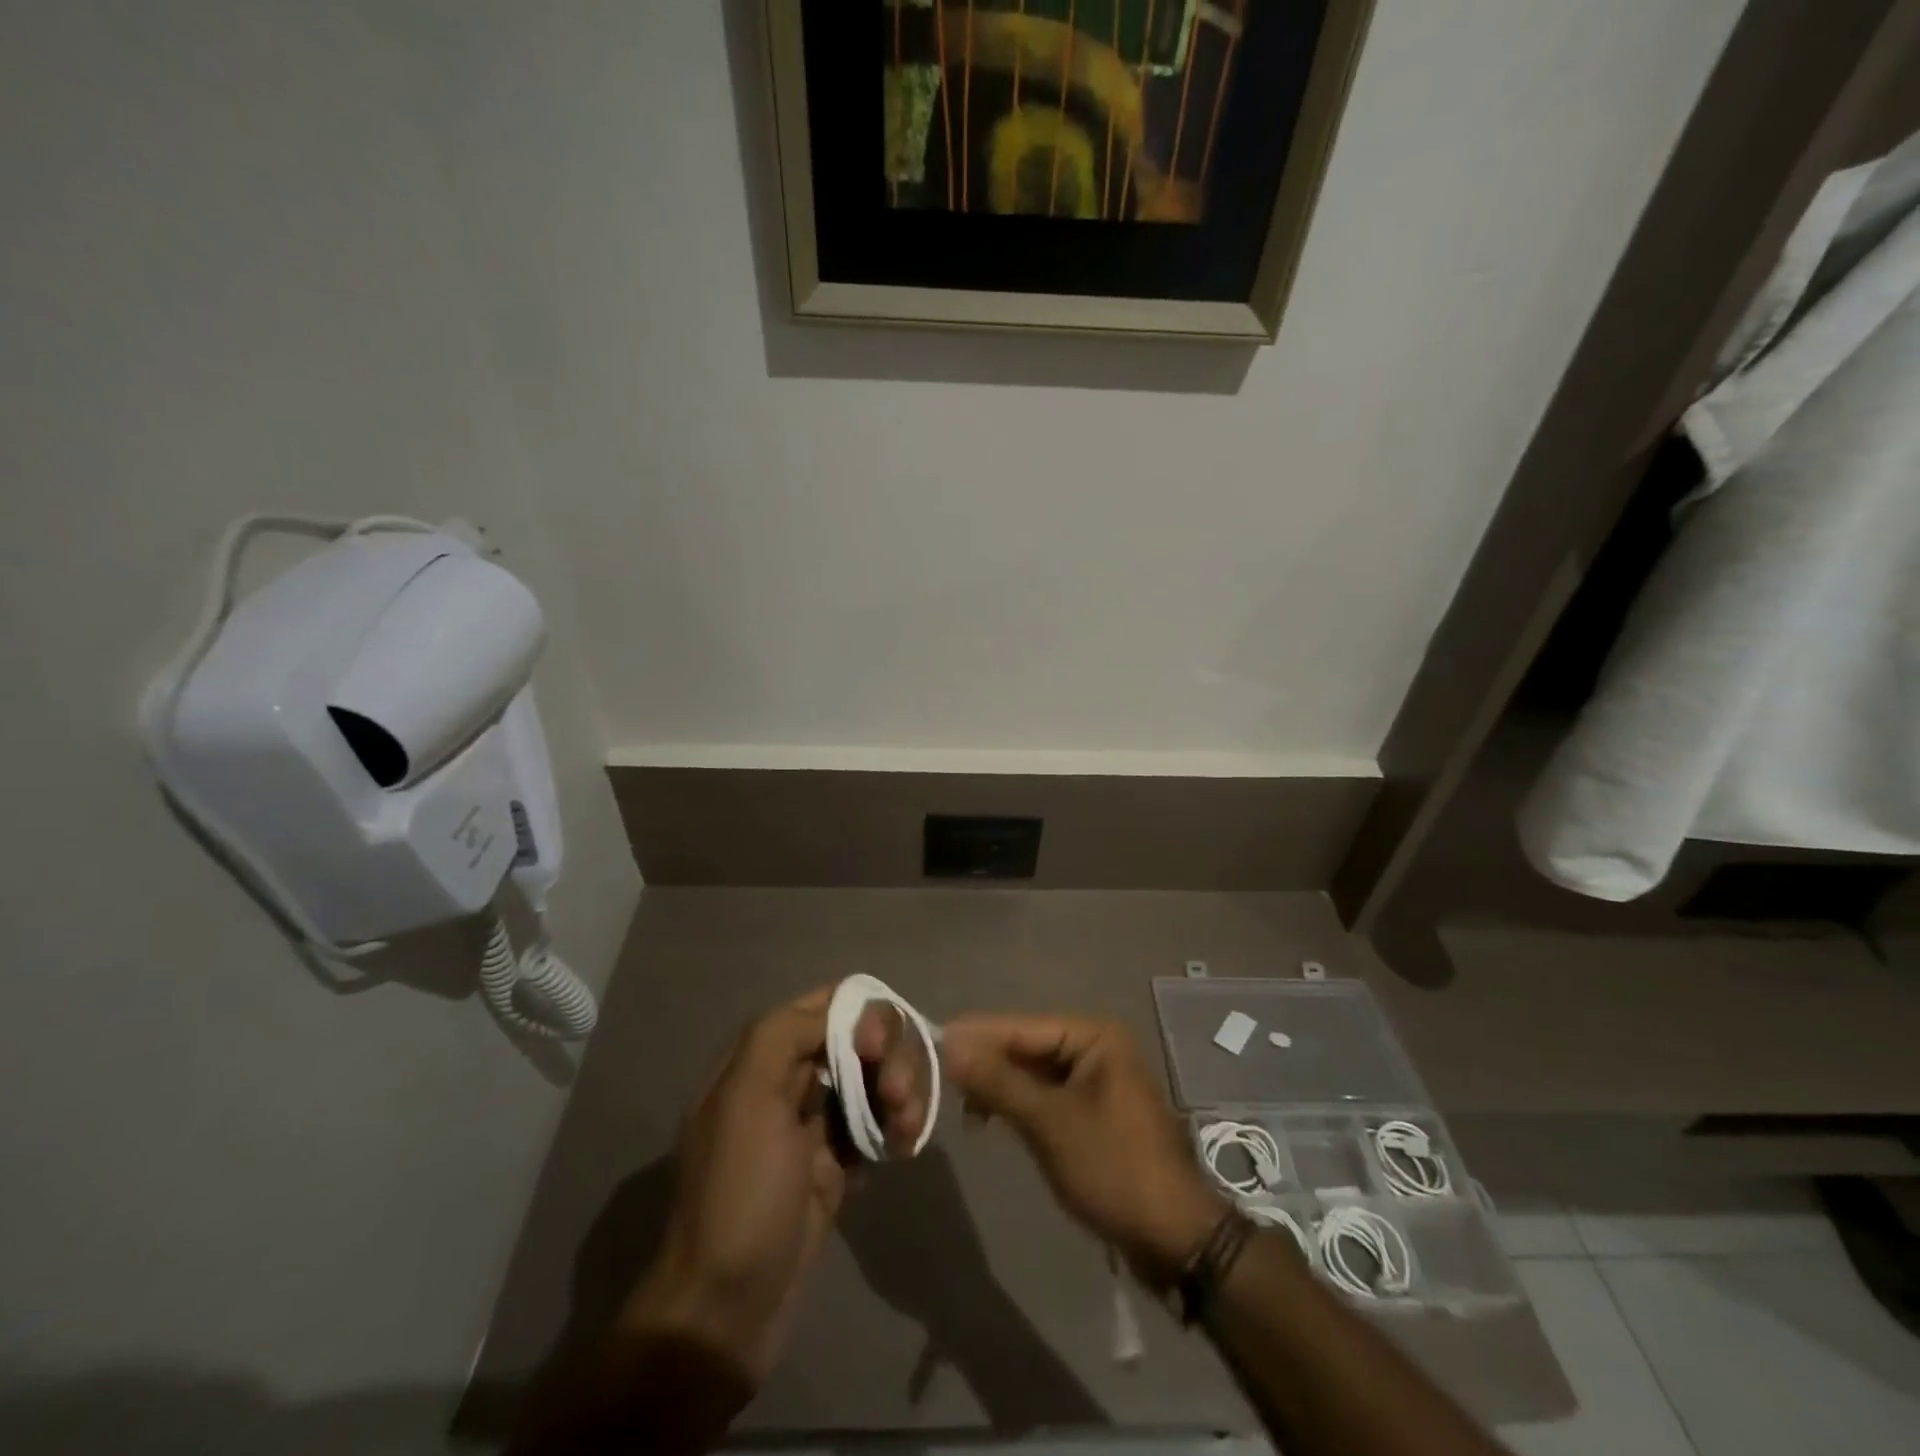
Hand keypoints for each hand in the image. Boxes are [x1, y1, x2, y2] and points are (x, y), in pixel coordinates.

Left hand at [623, 987, 923, 1381]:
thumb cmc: (738, 1192)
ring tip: (907, 1128)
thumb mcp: (747, 1097)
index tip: (877, 1047)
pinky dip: (897, 1127)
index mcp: (761, 1056)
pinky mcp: (837, 1165)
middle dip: (889, 1057)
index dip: (860, 1012)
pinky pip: (877, 1124)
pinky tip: (904, 1148)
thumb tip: (842, 1011)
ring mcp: (814, 1124)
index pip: (825, 1003)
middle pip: (859, 1038)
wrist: (726, 1309)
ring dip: (900, 1092)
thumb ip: (786, 1034)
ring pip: (874, 1079)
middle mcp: (789, 1080)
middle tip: (898, 1095)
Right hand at [942, 1014, 1225, 1284]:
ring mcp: (1097, 1082)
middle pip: (1028, 1047)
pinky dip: (1019, 1106)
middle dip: (988, 1063)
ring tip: (964, 1107)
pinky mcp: (1094, 1113)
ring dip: (1001, 1087)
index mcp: (1095, 1036)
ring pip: (1034, 1073)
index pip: (1023, 1026)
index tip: (934, 1040)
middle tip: (943, 1080)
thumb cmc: (1113, 1168)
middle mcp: (1097, 1048)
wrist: (1175, 1238)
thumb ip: (999, 1081)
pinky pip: (1047, 1097)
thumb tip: (951, 1044)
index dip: (978, 1035)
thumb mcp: (1049, 1122)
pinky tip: (992, 1120)